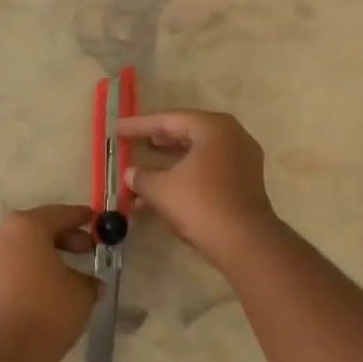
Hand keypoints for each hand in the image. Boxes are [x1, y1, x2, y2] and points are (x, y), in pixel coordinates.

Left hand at [0, 205, 99, 352]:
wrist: (5, 351)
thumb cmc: (48, 309)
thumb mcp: (82, 291)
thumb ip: (88, 278)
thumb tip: (87, 281)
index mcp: (27, 225)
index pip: (61, 214)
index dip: (82, 218)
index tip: (97, 221)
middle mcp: (1, 234)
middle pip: (38, 228)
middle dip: (64, 237)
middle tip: (87, 250)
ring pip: (23, 248)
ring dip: (46, 255)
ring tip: (69, 272)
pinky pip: (12, 266)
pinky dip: (31, 269)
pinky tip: (49, 287)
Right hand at [116, 110, 280, 265]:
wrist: (244, 242)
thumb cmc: (200, 204)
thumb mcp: (161, 189)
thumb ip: (141, 177)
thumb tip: (130, 174)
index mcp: (213, 127)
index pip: (169, 120)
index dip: (139, 125)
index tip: (117, 129)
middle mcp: (232, 136)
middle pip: (187, 131)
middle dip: (157, 138)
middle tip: (132, 140)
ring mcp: (242, 159)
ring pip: (198, 152)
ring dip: (170, 160)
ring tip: (145, 162)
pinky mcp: (245, 181)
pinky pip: (209, 168)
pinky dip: (186, 173)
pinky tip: (165, 187)